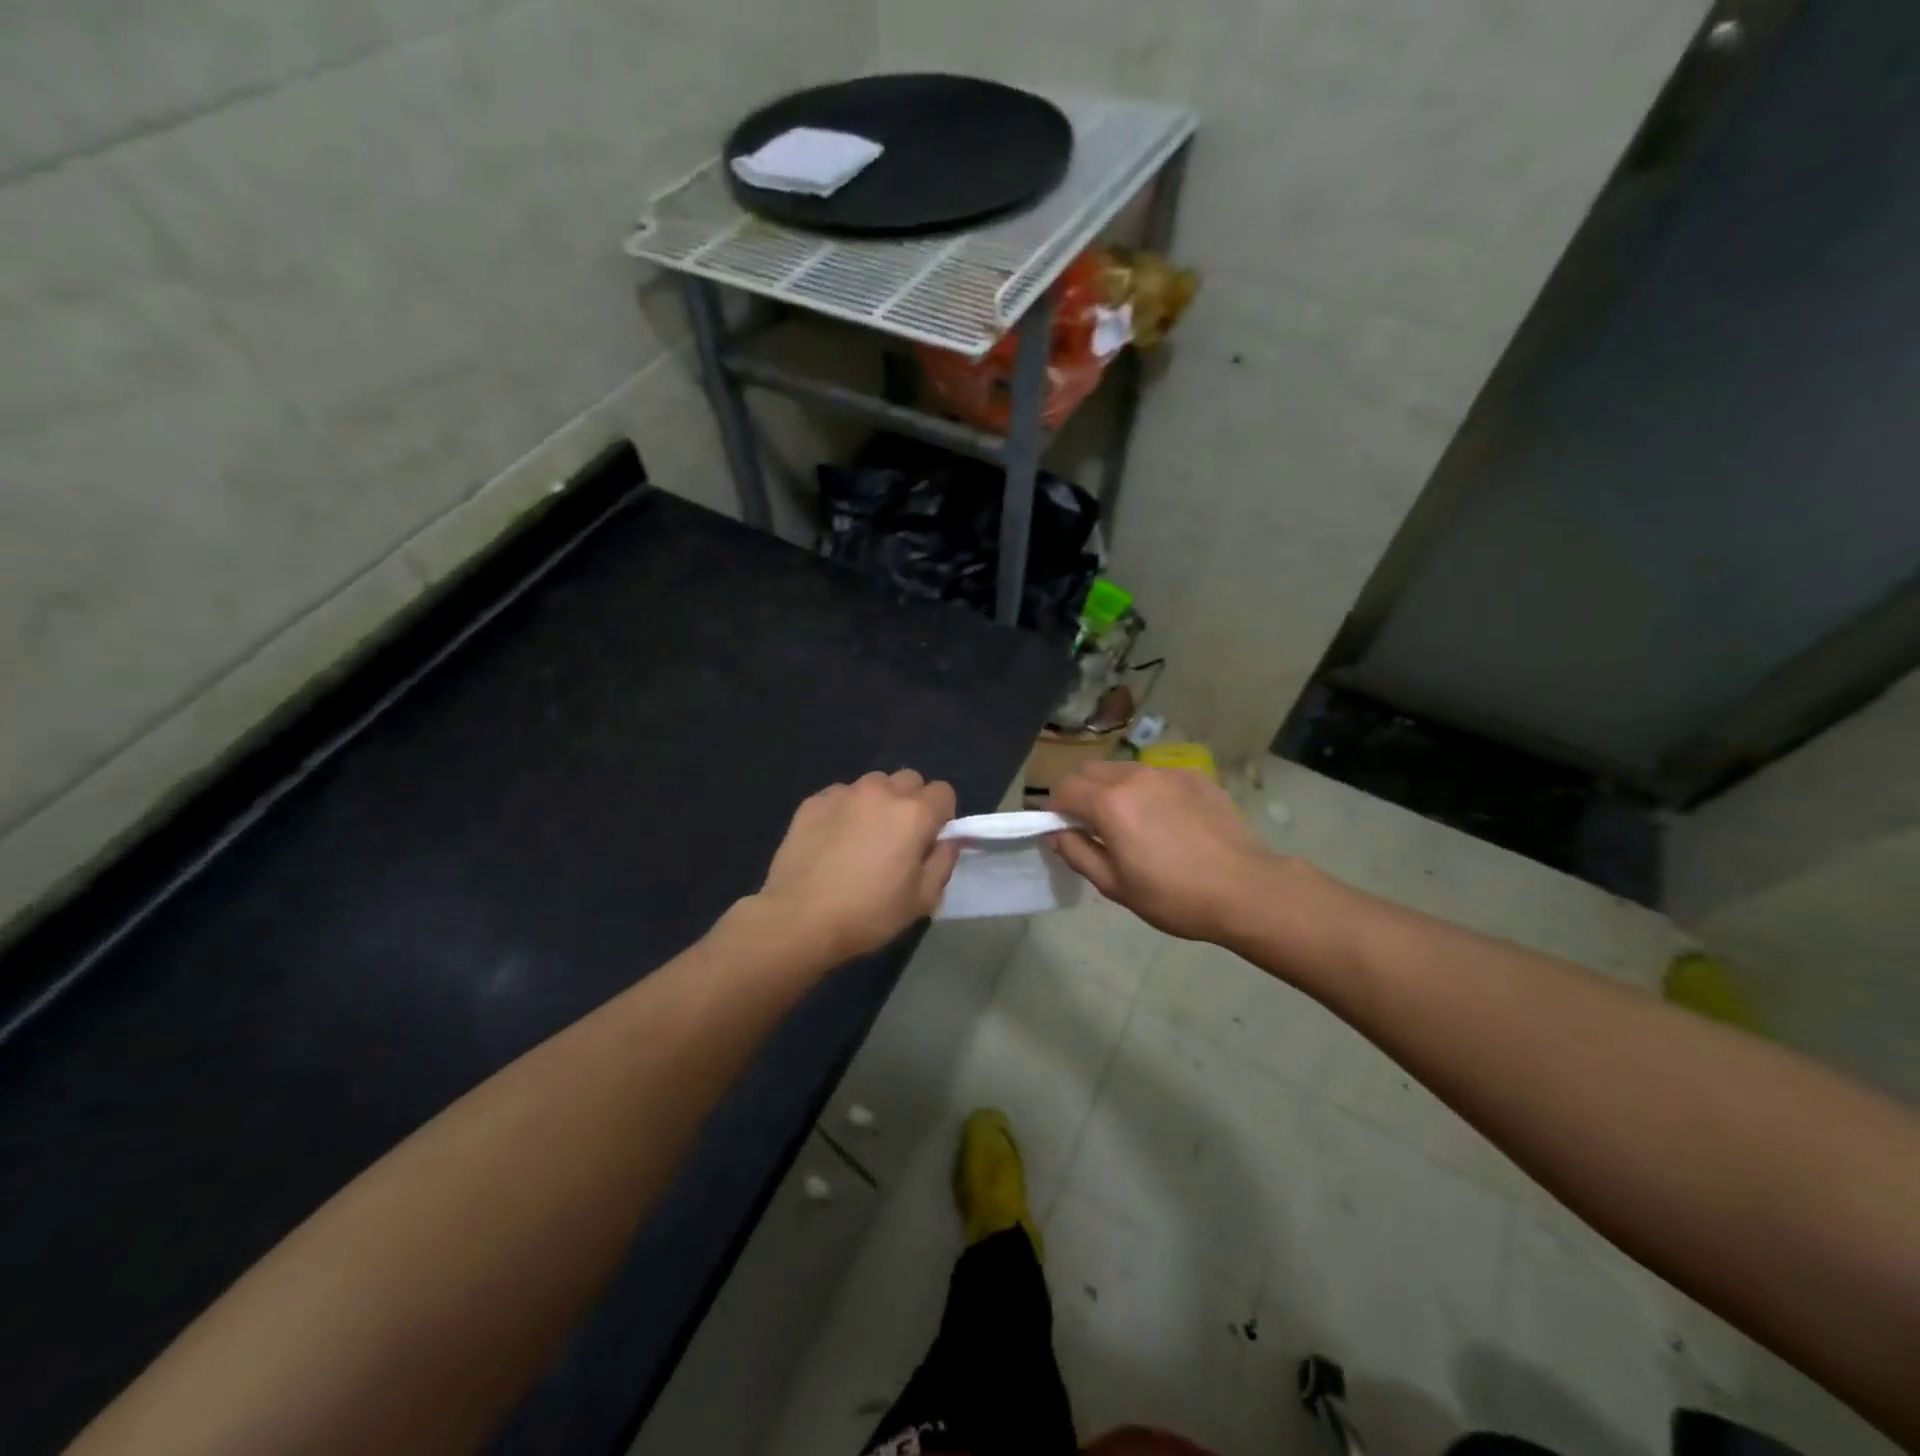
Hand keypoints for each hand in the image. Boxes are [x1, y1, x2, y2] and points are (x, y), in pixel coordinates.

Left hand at [756, 770, 959, 962]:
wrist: (798, 919)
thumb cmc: (867, 914)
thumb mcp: (921, 900)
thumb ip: (943, 863)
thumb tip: (947, 841)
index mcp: (914, 813)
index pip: (944, 792)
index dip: (942, 816)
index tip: (928, 842)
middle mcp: (881, 791)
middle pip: (909, 780)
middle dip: (911, 803)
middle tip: (898, 838)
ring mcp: (844, 793)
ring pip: (874, 784)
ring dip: (878, 803)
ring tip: (863, 837)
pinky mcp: (813, 801)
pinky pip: (841, 796)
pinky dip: (845, 811)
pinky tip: (833, 841)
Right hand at [1048, 761, 1274, 942]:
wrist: (1245, 889)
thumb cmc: (1173, 896)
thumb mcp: (1114, 885)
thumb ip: (1077, 853)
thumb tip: (1056, 833)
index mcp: (1109, 803)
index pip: (1064, 789)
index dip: (1055, 809)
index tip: (1063, 830)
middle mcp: (1134, 776)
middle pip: (1089, 771)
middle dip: (1080, 793)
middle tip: (1091, 826)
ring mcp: (1167, 773)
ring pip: (1123, 770)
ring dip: (1113, 789)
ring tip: (1131, 823)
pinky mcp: (1195, 776)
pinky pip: (1156, 776)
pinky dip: (1148, 792)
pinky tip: (1167, 821)